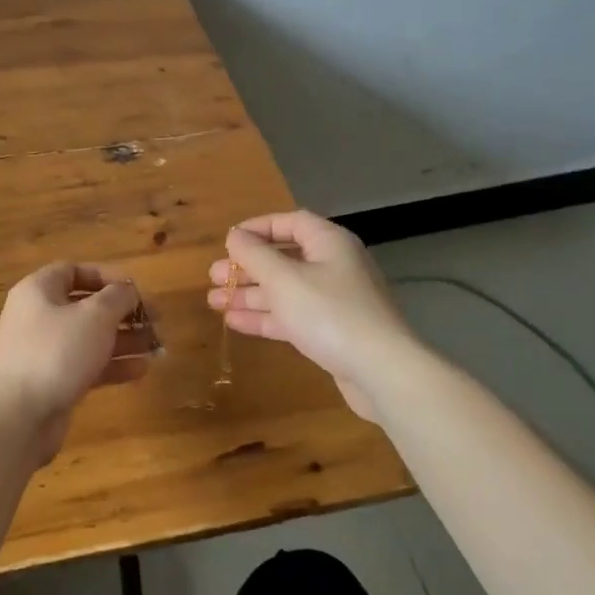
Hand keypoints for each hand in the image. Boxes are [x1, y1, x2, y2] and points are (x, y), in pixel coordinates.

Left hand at [0, 263, 152, 457]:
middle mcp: (38, 316)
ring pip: (90, 338)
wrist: (19, 416)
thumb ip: (118, 297)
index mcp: (39, 291)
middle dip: (123, 312)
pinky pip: (86, 365)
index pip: (74, 271)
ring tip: (157, 346)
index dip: (107, 276)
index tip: (137, 290)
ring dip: (124, 340)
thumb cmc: (57, 352)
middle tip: (156, 321)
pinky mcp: (52, 381)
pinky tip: (142, 370)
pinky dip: (112, 365)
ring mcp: (43, 351)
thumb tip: (128, 290)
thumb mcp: (96, 316)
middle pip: (86, 306)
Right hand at [207, 211, 416, 421]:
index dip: (258, 228)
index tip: (228, 241)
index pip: (290, 223)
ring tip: (214, 301)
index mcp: (329, 243)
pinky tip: (234, 322)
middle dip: (247, 267)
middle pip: (284, 258)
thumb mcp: (284, 279)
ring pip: (285, 290)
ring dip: (250, 294)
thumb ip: (255, 255)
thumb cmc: (329, 313)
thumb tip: (235, 235)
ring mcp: (335, 300)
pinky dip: (265, 317)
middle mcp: (334, 266)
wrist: (381, 371)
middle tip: (213, 277)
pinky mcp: (332, 331)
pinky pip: (293, 316)